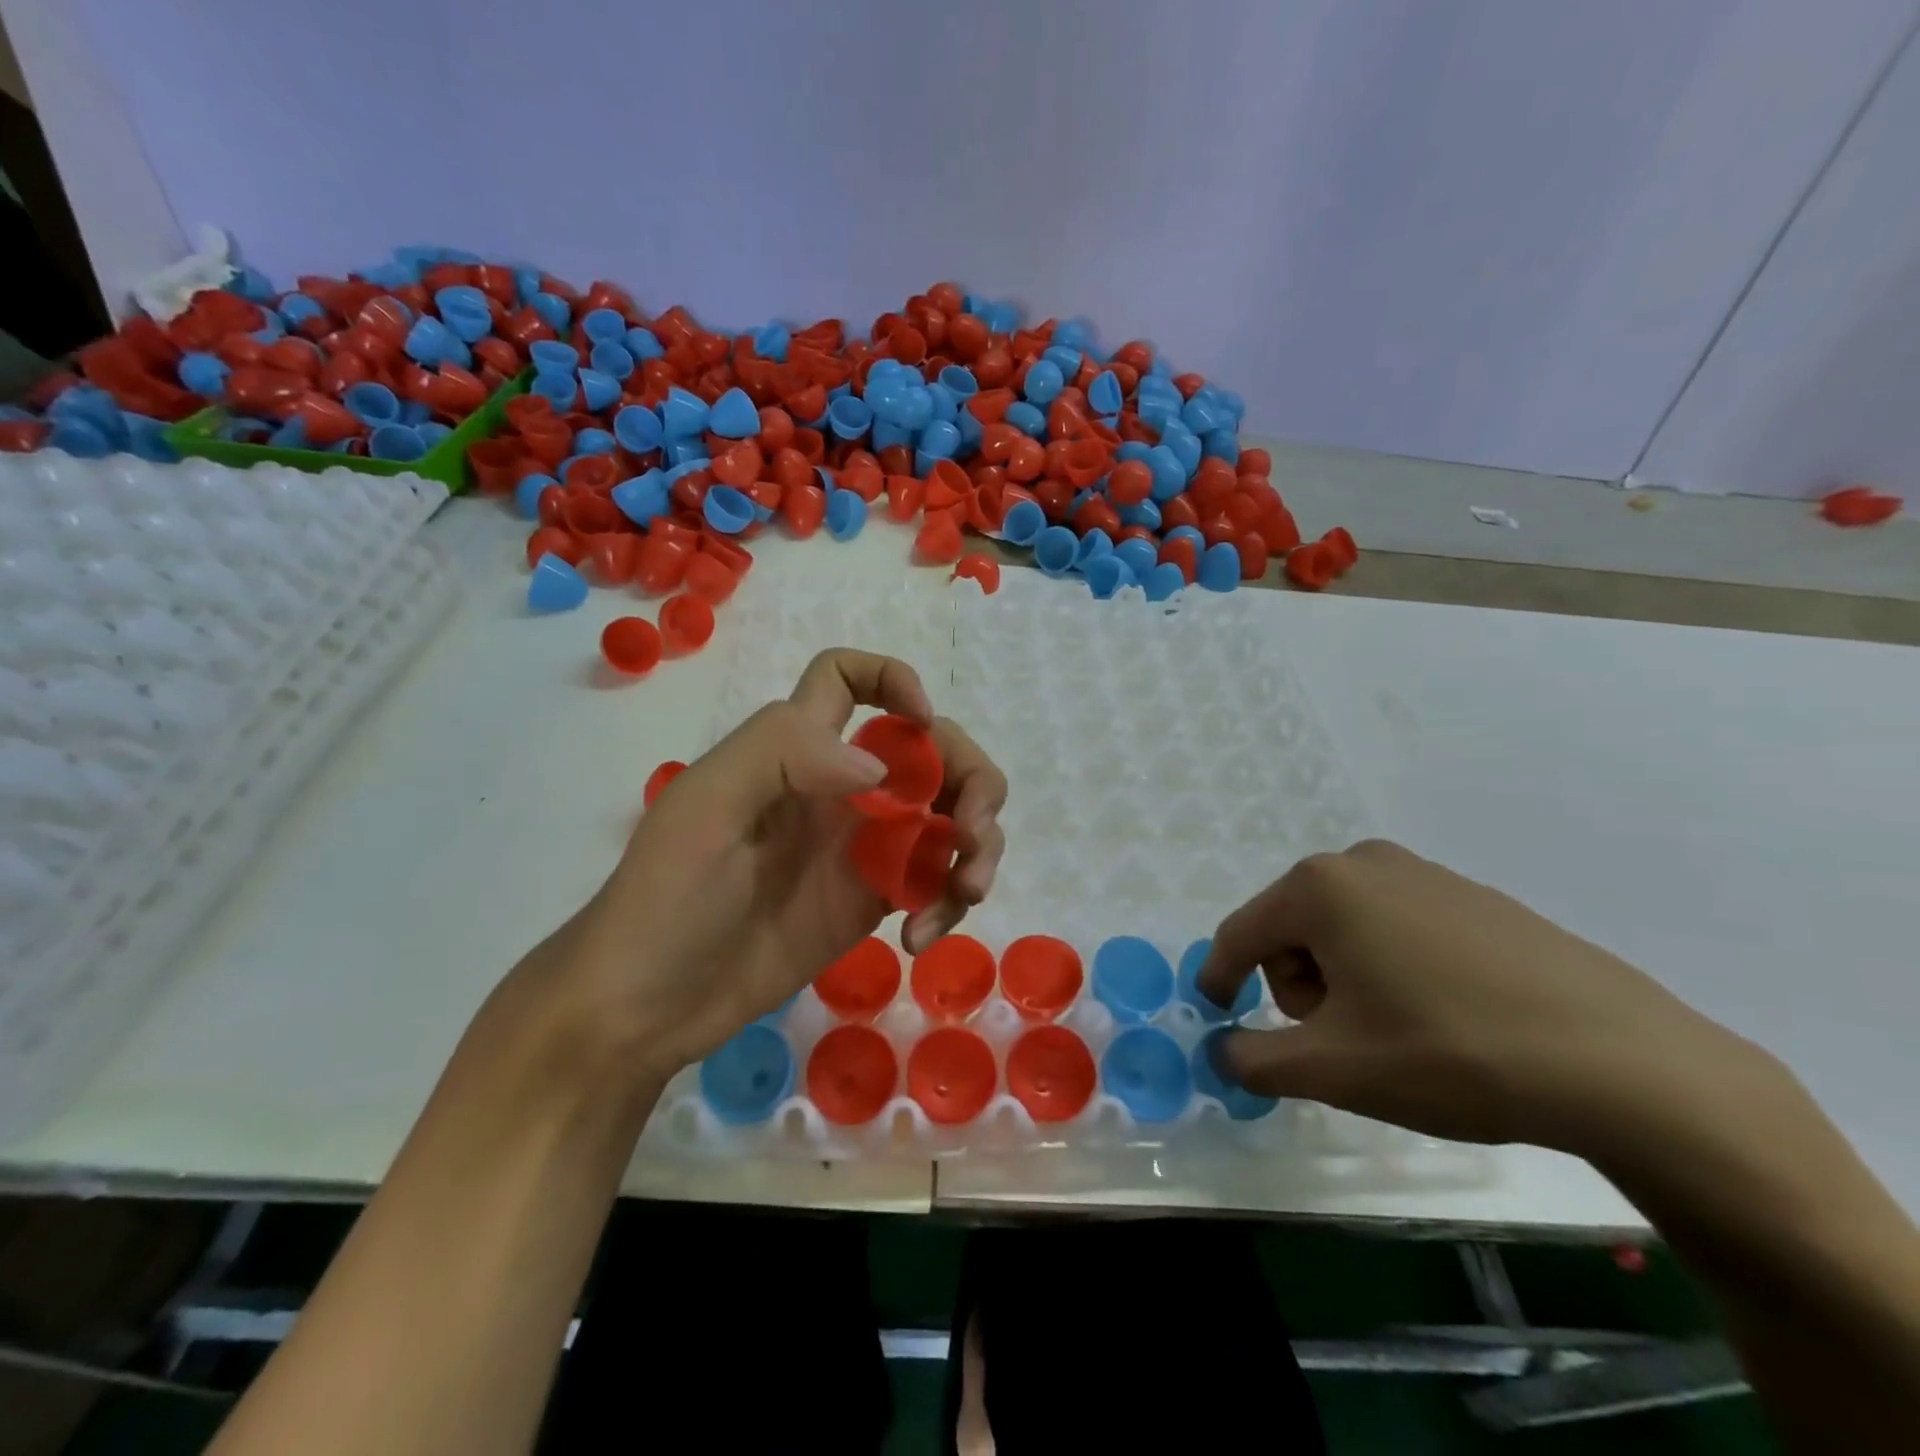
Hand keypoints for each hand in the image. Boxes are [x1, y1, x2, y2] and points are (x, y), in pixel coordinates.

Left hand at [519, 649, 1006, 1081]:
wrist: (650, 1006)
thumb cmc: (666, 896)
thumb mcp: (706, 807)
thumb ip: (786, 755)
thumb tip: (882, 771)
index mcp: (798, 749)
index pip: (847, 680)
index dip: (893, 679)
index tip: (922, 723)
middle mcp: (840, 787)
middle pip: (932, 750)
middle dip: (971, 779)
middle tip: (972, 833)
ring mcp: (863, 846)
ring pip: (949, 815)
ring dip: (976, 846)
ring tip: (966, 893)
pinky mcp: (874, 900)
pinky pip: (936, 880)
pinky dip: (947, 901)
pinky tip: (919, 938)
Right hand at [1197, 840, 1764, 1152]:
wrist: (1625, 1064)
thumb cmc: (1450, 1053)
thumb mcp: (1334, 1069)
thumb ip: (1255, 1059)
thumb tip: (1221, 1050)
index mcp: (1319, 888)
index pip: (1239, 933)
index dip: (1219, 978)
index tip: (1218, 1016)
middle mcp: (1363, 863)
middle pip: (1292, 929)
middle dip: (1297, 987)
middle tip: (1338, 1042)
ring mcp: (1424, 874)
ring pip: (1344, 928)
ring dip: (1342, 979)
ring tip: (1392, 1033)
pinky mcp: (1473, 898)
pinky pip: (1397, 927)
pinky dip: (1390, 968)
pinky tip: (1439, 1016)